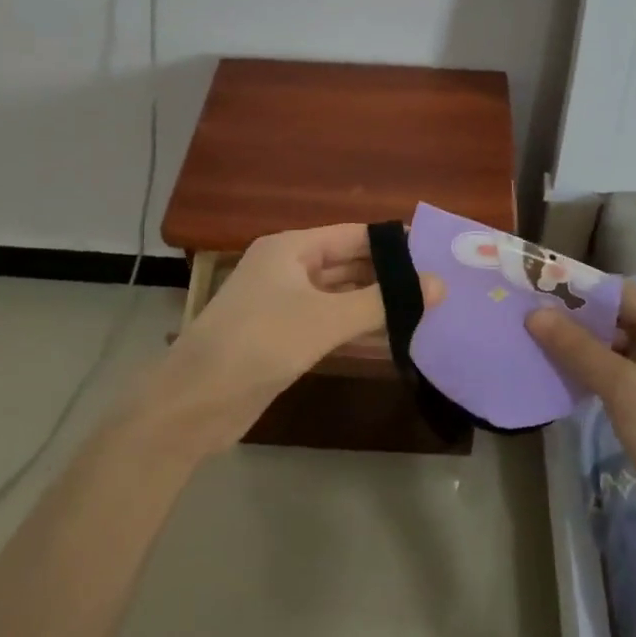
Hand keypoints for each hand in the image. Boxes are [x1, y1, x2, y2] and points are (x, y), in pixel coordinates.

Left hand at [141, 224, 440, 459]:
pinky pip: (328, 324)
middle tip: (439, 287)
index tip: (437, 255)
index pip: (353, 235)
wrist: (196, 402)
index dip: (393, 244)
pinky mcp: (282, 338)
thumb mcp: (325, 318)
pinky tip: (392, 339)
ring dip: (375, 304)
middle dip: (389, 276)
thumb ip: (382, 301)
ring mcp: (283, 304)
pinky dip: (356, 328)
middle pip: (347, 264)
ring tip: (426, 311)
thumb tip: (439, 285)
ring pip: (339, 296)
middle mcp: (287, 269)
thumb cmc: (261, 343)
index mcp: (290, 248)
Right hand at [527, 282, 635, 534]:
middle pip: (619, 316)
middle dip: (576, 320)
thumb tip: (534, 313)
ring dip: (584, 347)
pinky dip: (598, 371)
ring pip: (620, 345)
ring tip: (539, 347)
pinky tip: (568, 378)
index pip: (619, 291)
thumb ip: (577, 347)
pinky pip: (626, 371)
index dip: (576, 290)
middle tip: (529, 322)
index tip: (534, 294)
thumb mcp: (622, 389)